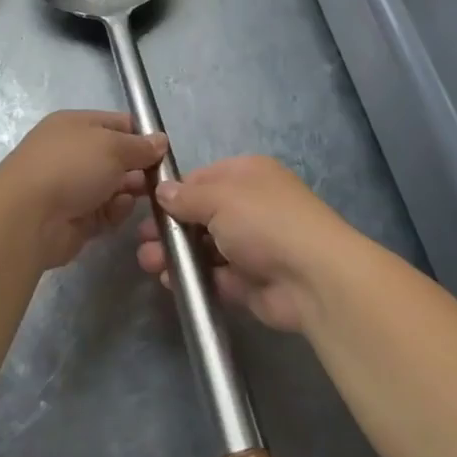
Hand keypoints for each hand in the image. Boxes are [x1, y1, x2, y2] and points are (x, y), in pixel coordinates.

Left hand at [0, 111, 167, 270]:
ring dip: (131, 191)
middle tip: (163, 179)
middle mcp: (73, 153)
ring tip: (147, 196)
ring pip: (115, 186)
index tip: (164, 150)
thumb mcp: (112, 146)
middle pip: (118, 157)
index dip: (143, 135)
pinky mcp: (76, 218)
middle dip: (141, 167)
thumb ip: (140, 145)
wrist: (28, 217)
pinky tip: (119, 210)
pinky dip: (116, 211)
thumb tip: (160, 141)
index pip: (118, 124)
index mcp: (76, 125)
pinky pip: (106, 212)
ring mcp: (73, 186)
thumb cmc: (70, 167)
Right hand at [135, 156, 353, 331]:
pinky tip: (170, 281)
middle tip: (143, 239)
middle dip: (171, 226)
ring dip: (177, 253)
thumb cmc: (264, 222)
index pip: (203, 178)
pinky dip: (193, 278)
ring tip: (149, 262)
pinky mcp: (250, 281)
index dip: (174, 191)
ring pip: (205, 247)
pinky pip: (215, 276)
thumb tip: (162, 191)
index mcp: (248, 175)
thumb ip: (186, 196)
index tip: (146, 204)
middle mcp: (251, 206)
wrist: (313, 278)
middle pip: (201, 214)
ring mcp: (252, 245)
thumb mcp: (219, 197)